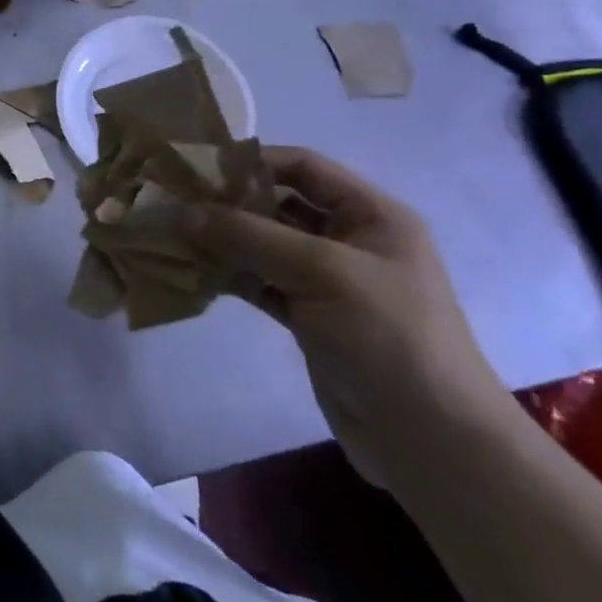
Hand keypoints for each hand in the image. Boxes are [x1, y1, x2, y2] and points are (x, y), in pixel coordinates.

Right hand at [190, 146, 516, 483]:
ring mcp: (327, 282)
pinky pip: (260, 282)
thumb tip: (182, 212)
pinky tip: (192, 271)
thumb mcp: (323, 272)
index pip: (303, 167)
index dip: (252, 161)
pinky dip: (229, 275)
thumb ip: (250, 236)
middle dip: (227, 201)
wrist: (431, 441)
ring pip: (264, 246)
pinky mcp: (309, 318)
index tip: (195, 166)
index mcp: (371, 215)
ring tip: (171, 233)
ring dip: (222, 240)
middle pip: (278, 204)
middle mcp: (349, 240)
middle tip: (172, 200)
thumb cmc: (389, 337)